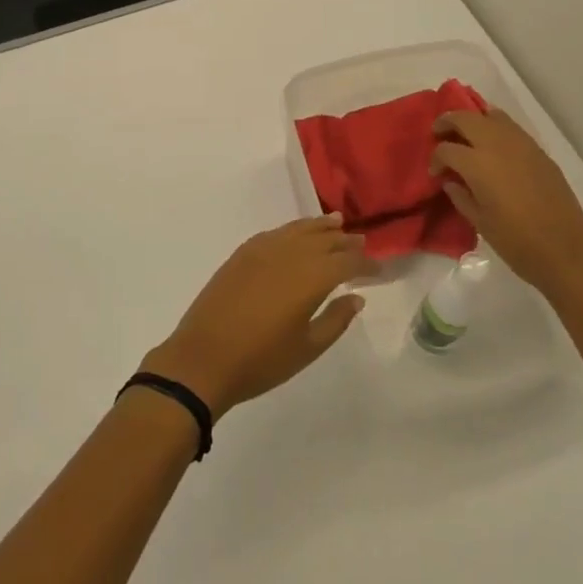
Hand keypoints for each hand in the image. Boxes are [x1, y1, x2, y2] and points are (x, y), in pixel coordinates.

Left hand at [140, 216, 373, 418]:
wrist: (203, 359)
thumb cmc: (261, 360)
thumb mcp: (307, 348)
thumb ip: (335, 319)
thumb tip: (356, 297)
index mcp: (309, 277)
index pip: (346, 262)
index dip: (365, 264)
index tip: (379, 269)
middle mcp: (288, 254)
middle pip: (323, 240)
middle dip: (345, 241)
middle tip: (362, 242)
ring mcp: (261, 250)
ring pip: (297, 230)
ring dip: (319, 227)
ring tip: (336, 222)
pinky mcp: (241, 254)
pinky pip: (274, 233)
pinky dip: (291, 230)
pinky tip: (296, 234)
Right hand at [430, 108, 582, 299]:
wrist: (567, 254)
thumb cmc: (516, 243)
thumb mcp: (479, 222)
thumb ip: (460, 195)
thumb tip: (451, 180)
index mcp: (478, 165)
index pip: (446, 149)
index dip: (435, 159)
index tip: (436, 173)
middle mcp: (498, 146)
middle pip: (466, 119)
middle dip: (448, 123)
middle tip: (439, 134)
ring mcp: (523, 146)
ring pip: (492, 115)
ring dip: (474, 121)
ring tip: (467, 136)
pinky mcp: (541, 153)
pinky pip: (512, 129)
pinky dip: (497, 129)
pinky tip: (494, 148)